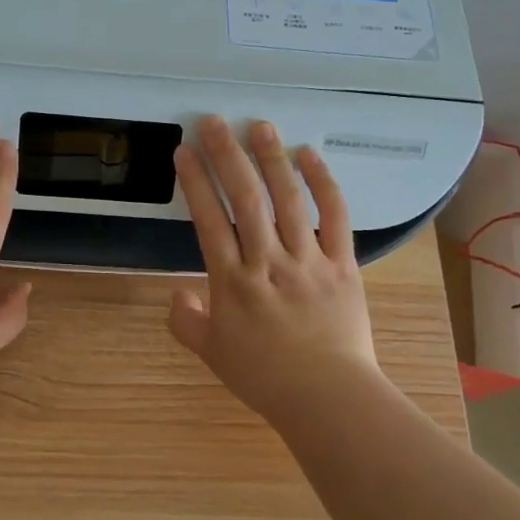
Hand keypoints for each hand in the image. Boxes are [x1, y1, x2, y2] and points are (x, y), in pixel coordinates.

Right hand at [169, 115, 380, 419]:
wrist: (328, 398)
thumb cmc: (265, 377)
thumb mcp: (213, 354)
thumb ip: (186, 322)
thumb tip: (177, 295)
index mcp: (233, 282)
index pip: (209, 220)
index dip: (195, 182)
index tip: (184, 151)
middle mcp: (268, 261)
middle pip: (246, 199)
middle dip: (227, 156)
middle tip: (214, 122)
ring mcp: (308, 260)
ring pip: (288, 200)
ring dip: (272, 159)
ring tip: (260, 126)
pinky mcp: (342, 264)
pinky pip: (335, 217)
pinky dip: (324, 183)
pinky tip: (310, 155)